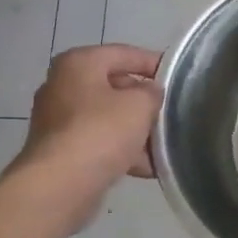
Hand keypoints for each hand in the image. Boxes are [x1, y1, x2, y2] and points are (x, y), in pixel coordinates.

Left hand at [15, 44, 162, 188]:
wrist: (60, 185)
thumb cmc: (101, 131)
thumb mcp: (140, 104)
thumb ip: (152, 92)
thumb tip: (150, 93)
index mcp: (79, 63)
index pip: (124, 53)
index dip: (154, 63)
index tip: (178, 77)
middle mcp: (63, 86)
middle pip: (115, 86)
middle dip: (145, 102)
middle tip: (172, 112)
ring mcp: (58, 120)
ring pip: (108, 118)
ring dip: (136, 130)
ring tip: (164, 144)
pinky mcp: (61, 150)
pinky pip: (99, 142)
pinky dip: (122, 150)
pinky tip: (147, 166)